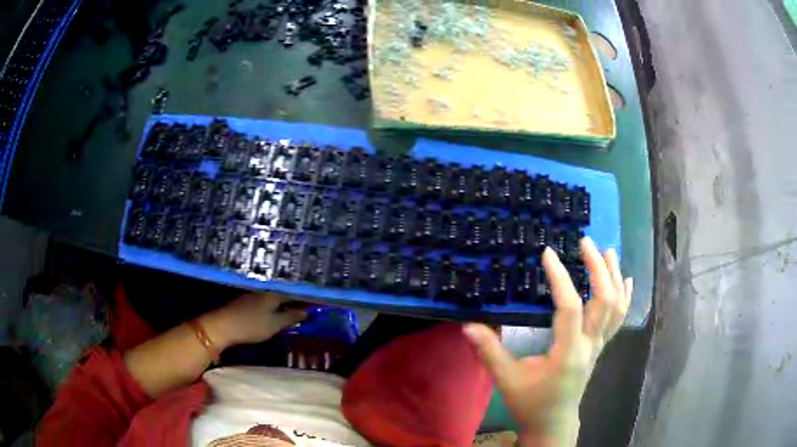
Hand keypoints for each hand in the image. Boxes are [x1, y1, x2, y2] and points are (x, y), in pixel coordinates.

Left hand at [202, 292, 307, 348]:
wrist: (222, 326)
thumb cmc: (251, 325)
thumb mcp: (275, 324)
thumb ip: (291, 317)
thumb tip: (307, 311)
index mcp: (274, 294)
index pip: (296, 293)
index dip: (308, 298)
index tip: (321, 302)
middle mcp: (266, 291)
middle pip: (286, 293)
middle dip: (298, 298)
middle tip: (312, 305)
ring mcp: (255, 295)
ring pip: (276, 296)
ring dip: (288, 301)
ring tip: (299, 308)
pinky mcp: (247, 302)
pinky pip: (268, 301)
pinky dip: (277, 305)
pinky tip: (279, 311)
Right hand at [463, 238, 631, 446]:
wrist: (554, 422)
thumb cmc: (531, 403)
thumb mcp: (507, 380)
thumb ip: (489, 352)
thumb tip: (469, 325)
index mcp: (568, 353)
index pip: (570, 309)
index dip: (561, 279)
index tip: (548, 254)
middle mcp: (589, 346)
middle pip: (604, 301)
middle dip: (597, 268)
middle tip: (585, 243)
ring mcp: (599, 346)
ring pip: (616, 307)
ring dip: (613, 277)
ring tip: (607, 251)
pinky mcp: (600, 347)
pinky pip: (618, 318)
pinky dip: (624, 296)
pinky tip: (625, 279)